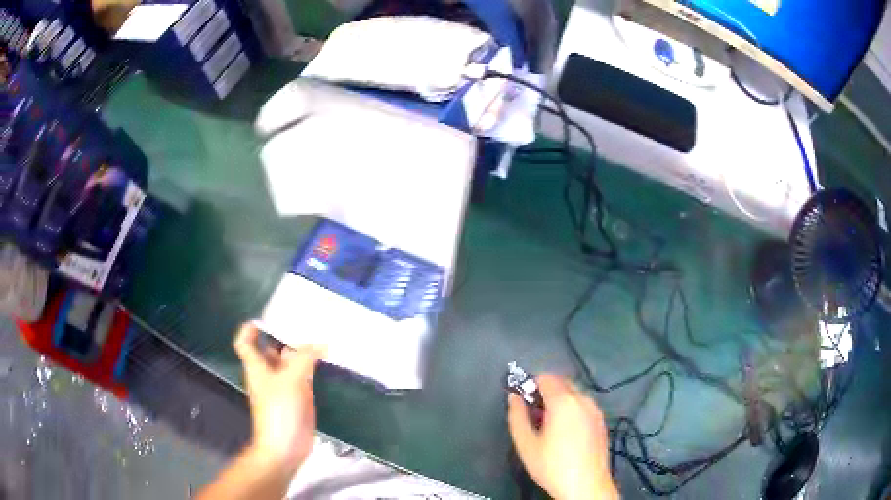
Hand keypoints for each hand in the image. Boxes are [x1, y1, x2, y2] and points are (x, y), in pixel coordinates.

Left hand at [234, 323, 323, 473]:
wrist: (285, 447)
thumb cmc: (280, 411)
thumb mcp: (291, 379)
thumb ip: (305, 358)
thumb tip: (321, 343)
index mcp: (257, 367)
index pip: (245, 342)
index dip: (251, 328)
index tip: (267, 317)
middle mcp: (267, 374)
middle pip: (270, 349)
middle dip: (283, 336)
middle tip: (304, 322)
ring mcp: (282, 387)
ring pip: (288, 363)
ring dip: (300, 352)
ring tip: (319, 337)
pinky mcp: (297, 398)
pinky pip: (302, 377)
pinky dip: (311, 368)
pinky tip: (325, 362)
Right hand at [507, 375, 618, 499]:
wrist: (586, 485)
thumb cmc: (552, 466)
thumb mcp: (526, 444)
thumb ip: (516, 416)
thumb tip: (514, 397)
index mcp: (563, 402)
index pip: (546, 378)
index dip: (531, 385)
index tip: (524, 401)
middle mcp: (583, 400)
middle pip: (562, 382)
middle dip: (546, 391)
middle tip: (534, 414)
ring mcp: (595, 410)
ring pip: (574, 393)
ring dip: (560, 400)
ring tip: (550, 425)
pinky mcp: (602, 421)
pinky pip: (584, 405)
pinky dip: (573, 409)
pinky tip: (566, 432)